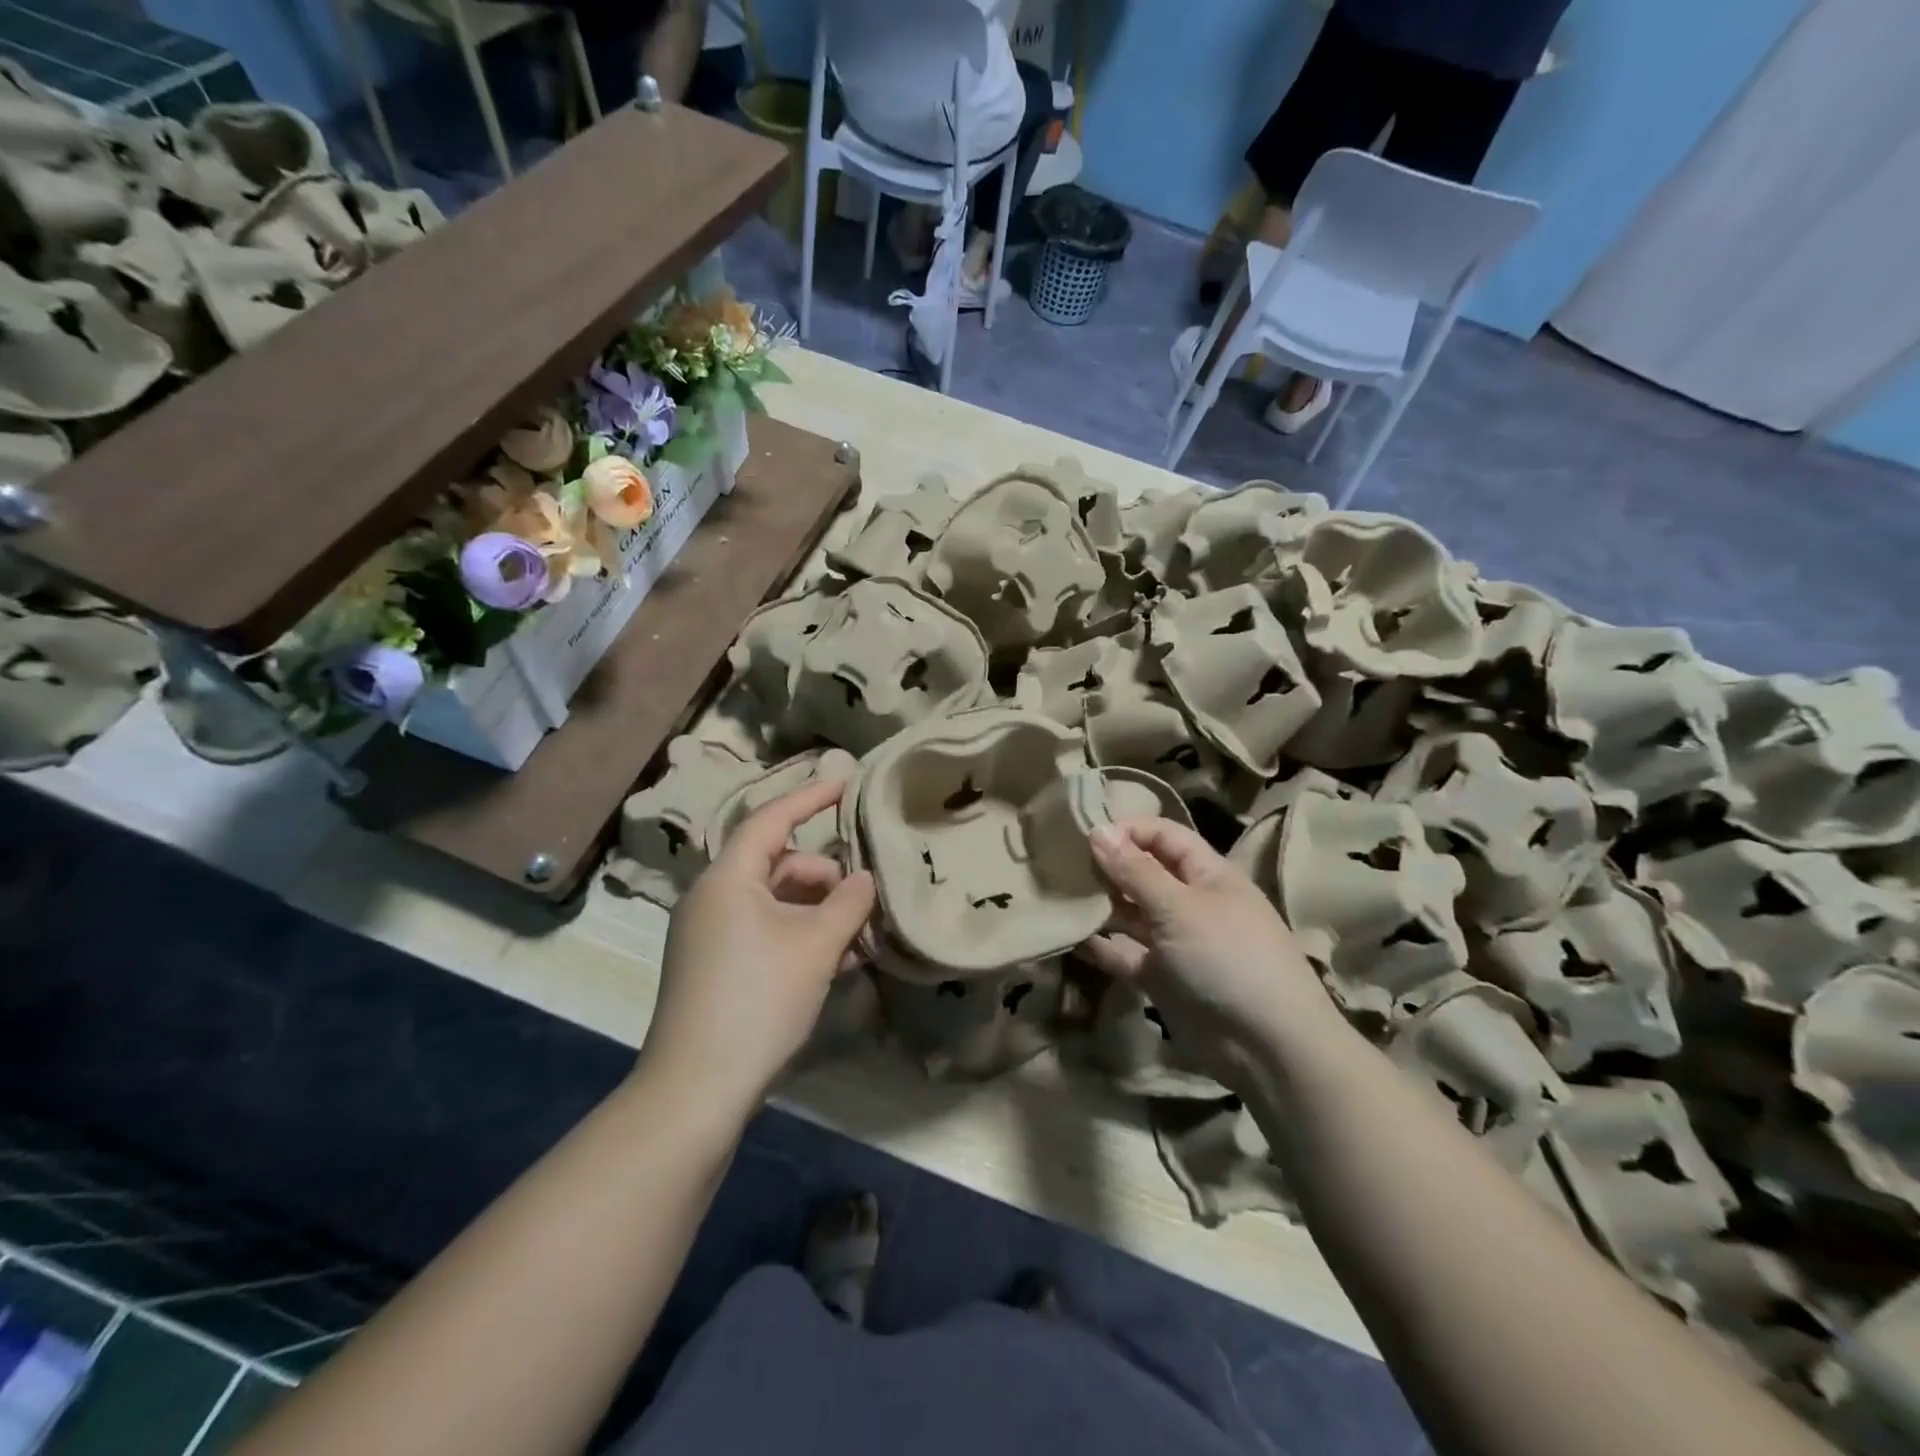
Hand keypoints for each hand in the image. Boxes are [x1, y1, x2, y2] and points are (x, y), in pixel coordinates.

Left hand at [643, 779, 875, 1108]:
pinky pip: (762, 931)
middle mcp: (712, 897)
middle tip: (865, 901)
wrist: (696, 1089)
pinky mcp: (712, 966)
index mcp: (728, 878)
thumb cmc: (759, 1000)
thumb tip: (863, 879)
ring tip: (858, 940)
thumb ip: (848, 902)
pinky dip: (797, 936)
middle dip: (825, 877)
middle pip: (778, 864)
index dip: (811, 797)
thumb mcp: (816, 946)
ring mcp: (708, 934)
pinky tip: (834, 962)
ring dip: (817, 912)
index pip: (772, 819)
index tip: (846, 782)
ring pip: (774, 902)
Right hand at [1081, 818, 1343, 1071]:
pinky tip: (1072, 937)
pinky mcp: (1162, 978)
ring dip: (1101, 905)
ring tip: (1060, 897)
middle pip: (1144, 873)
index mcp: (1208, 875)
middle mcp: (1191, 903)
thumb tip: (1097, 830)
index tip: (1086, 834)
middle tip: (1063, 865)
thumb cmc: (1227, 958)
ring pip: (1132, 913)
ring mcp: (1176, 942)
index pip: (1165, 836)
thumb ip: (1135, 871)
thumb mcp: (1179, 908)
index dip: (1129, 830)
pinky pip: (1127, 954)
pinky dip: (1103, 946)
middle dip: (1109, 866)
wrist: (1266, 1047)